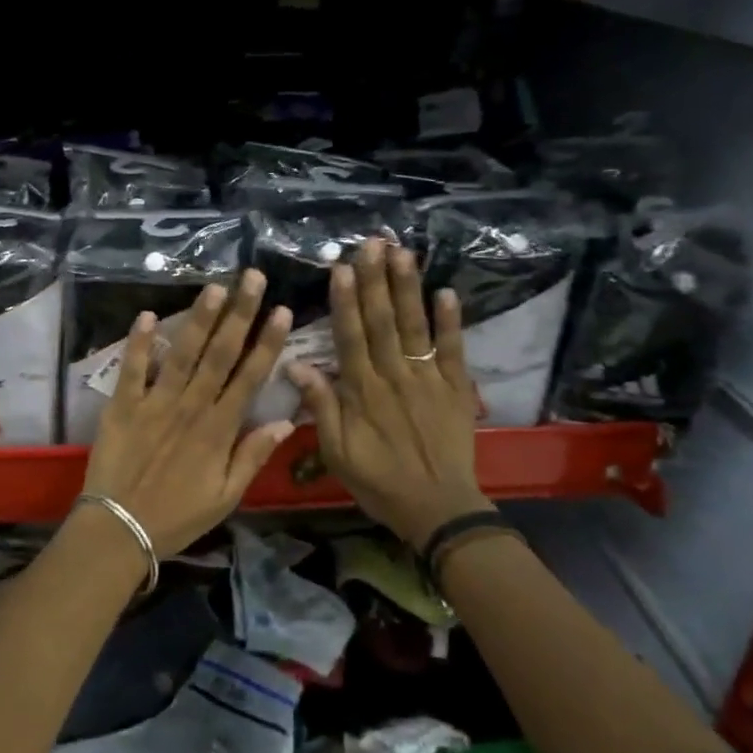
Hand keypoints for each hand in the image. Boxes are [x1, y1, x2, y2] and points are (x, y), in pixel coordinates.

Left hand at [82, 270, 295, 555]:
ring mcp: (155, 403)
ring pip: (182, 353)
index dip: (267, 342)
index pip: (250, 377)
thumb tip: (286, 421)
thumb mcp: (226, 496)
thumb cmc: (177, 516)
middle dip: (239, 314)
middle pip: (220, 354)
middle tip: (253, 278)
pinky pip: (132, 368)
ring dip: (199, 319)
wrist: (119, 530)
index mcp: (219, 429)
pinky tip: (146, 314)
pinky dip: (139, 342)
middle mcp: (191, 407)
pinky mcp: (123, 405)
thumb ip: (253, 456)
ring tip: (215, 287)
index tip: (280, 310)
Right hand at [288, 238, 490, 548]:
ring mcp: (428, 379)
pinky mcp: (456, 388)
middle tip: (372, 244)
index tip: (341, 268)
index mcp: (362, 391)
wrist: (438, 509)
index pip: (351, 336)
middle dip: (376, 281)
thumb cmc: (379, 481)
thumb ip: (321, 407)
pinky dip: (451, 322)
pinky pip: (454, 350)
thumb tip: (295, 366)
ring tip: (403, 254)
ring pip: (415, 327)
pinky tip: (447, 292)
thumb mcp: (336, 453)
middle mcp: (394, 376)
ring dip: (408, 288)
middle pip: (383, 321)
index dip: (346, 301)